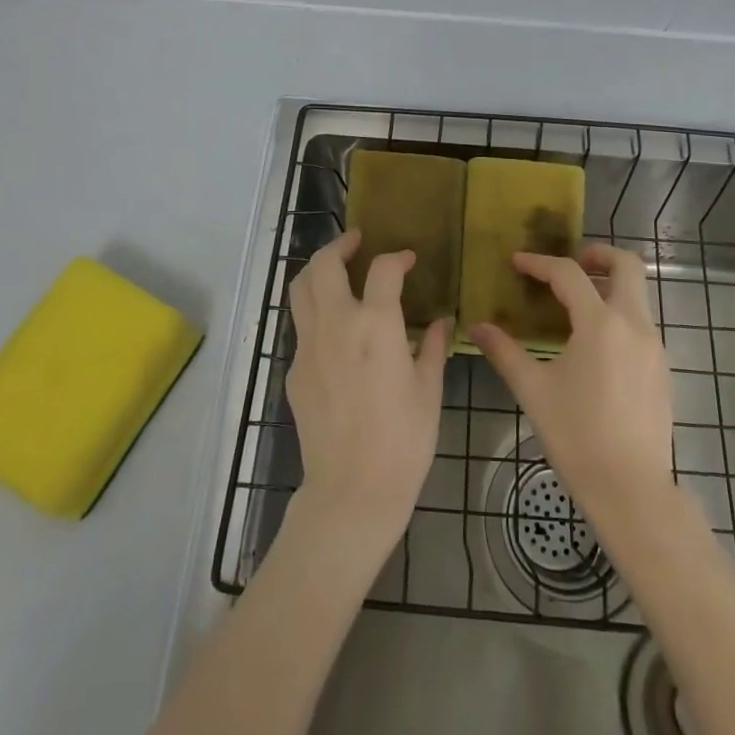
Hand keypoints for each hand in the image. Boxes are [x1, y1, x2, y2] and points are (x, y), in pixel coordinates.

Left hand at [284, 231, 450, 559]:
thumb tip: (441, 321)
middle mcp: (337, 324)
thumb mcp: (429, 391)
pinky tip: (336, 330)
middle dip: (340, 245)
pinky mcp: (294, 370)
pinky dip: (316, 312)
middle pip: (324, 264)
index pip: (383, 269)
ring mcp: (309, 346)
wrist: (351, 491)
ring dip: (318, 269)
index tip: (408, 261)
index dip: (398, 257)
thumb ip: (432, 347)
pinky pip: (302, 327)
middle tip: (357, 242)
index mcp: (376, 325)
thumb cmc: (404, 441)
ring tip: (337, 269)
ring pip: (301, 288)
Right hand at [469, 245, 673, 521]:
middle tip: (570, 264)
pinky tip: (595, 344)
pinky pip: (642, 322)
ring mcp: (654, 346)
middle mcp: (633, 324)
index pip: (569, 274)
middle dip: (598, 254)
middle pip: (627, 264)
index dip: (540, 263)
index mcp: (600, 324)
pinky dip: (619, 314)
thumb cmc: (577, 436)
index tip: (517, 261)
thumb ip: (504, 352)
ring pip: (638, 293)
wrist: (631, 489)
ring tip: (577, 304)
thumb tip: (477, 327)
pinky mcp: (662, 368)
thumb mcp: (533, 390)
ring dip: (610, 284)